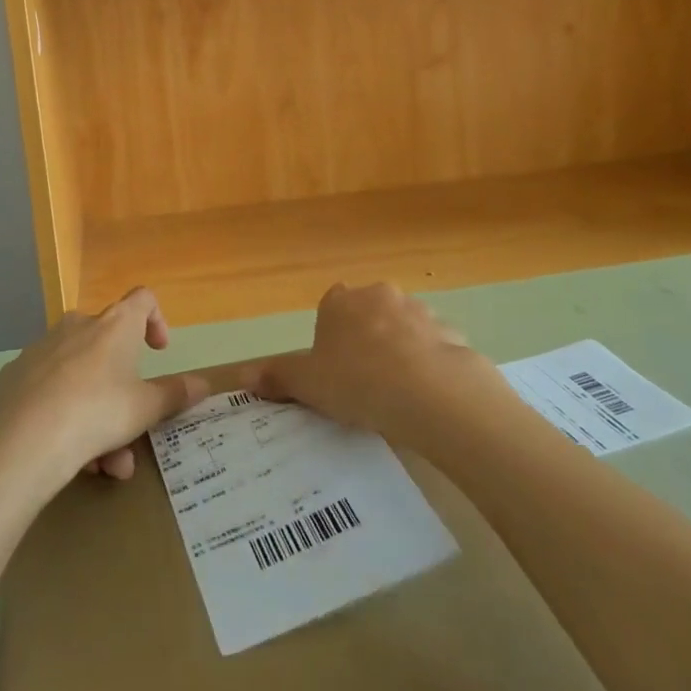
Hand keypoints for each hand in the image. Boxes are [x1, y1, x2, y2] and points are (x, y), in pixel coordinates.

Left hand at [0, 287, 206, 489]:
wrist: (25, 440)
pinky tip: (60, 449)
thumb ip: (175, 394)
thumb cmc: (98, 412)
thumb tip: (204, 383)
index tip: (158, 352)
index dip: (156, 320)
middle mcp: (79, 324)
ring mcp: (42, 347)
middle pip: (109, 348)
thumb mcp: (146, 409)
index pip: (143, 299)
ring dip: (95, 413)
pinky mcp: (15, 374)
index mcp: (115, 324)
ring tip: (100, 464)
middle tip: (129, 432)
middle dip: (122, 391)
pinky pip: (47, 389)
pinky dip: (60, 412)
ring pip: (79, 376)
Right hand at [245, 282, 502, 444]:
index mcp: (339, 301)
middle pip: (368, 313)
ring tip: (398, 394)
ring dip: (400, 350)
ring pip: (403, 327)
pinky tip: (427, 396)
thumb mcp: (308, 383)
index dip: (332, 336)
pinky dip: (429, 364)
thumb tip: (242, 375)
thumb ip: (277, 377)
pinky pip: (433, 347)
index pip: (331, 306)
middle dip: (367, 338)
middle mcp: (377, 294)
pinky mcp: (448, 331)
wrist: (427, 391)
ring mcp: (417, 309)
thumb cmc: (356, 381)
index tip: (335, 367)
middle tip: (364, 382)